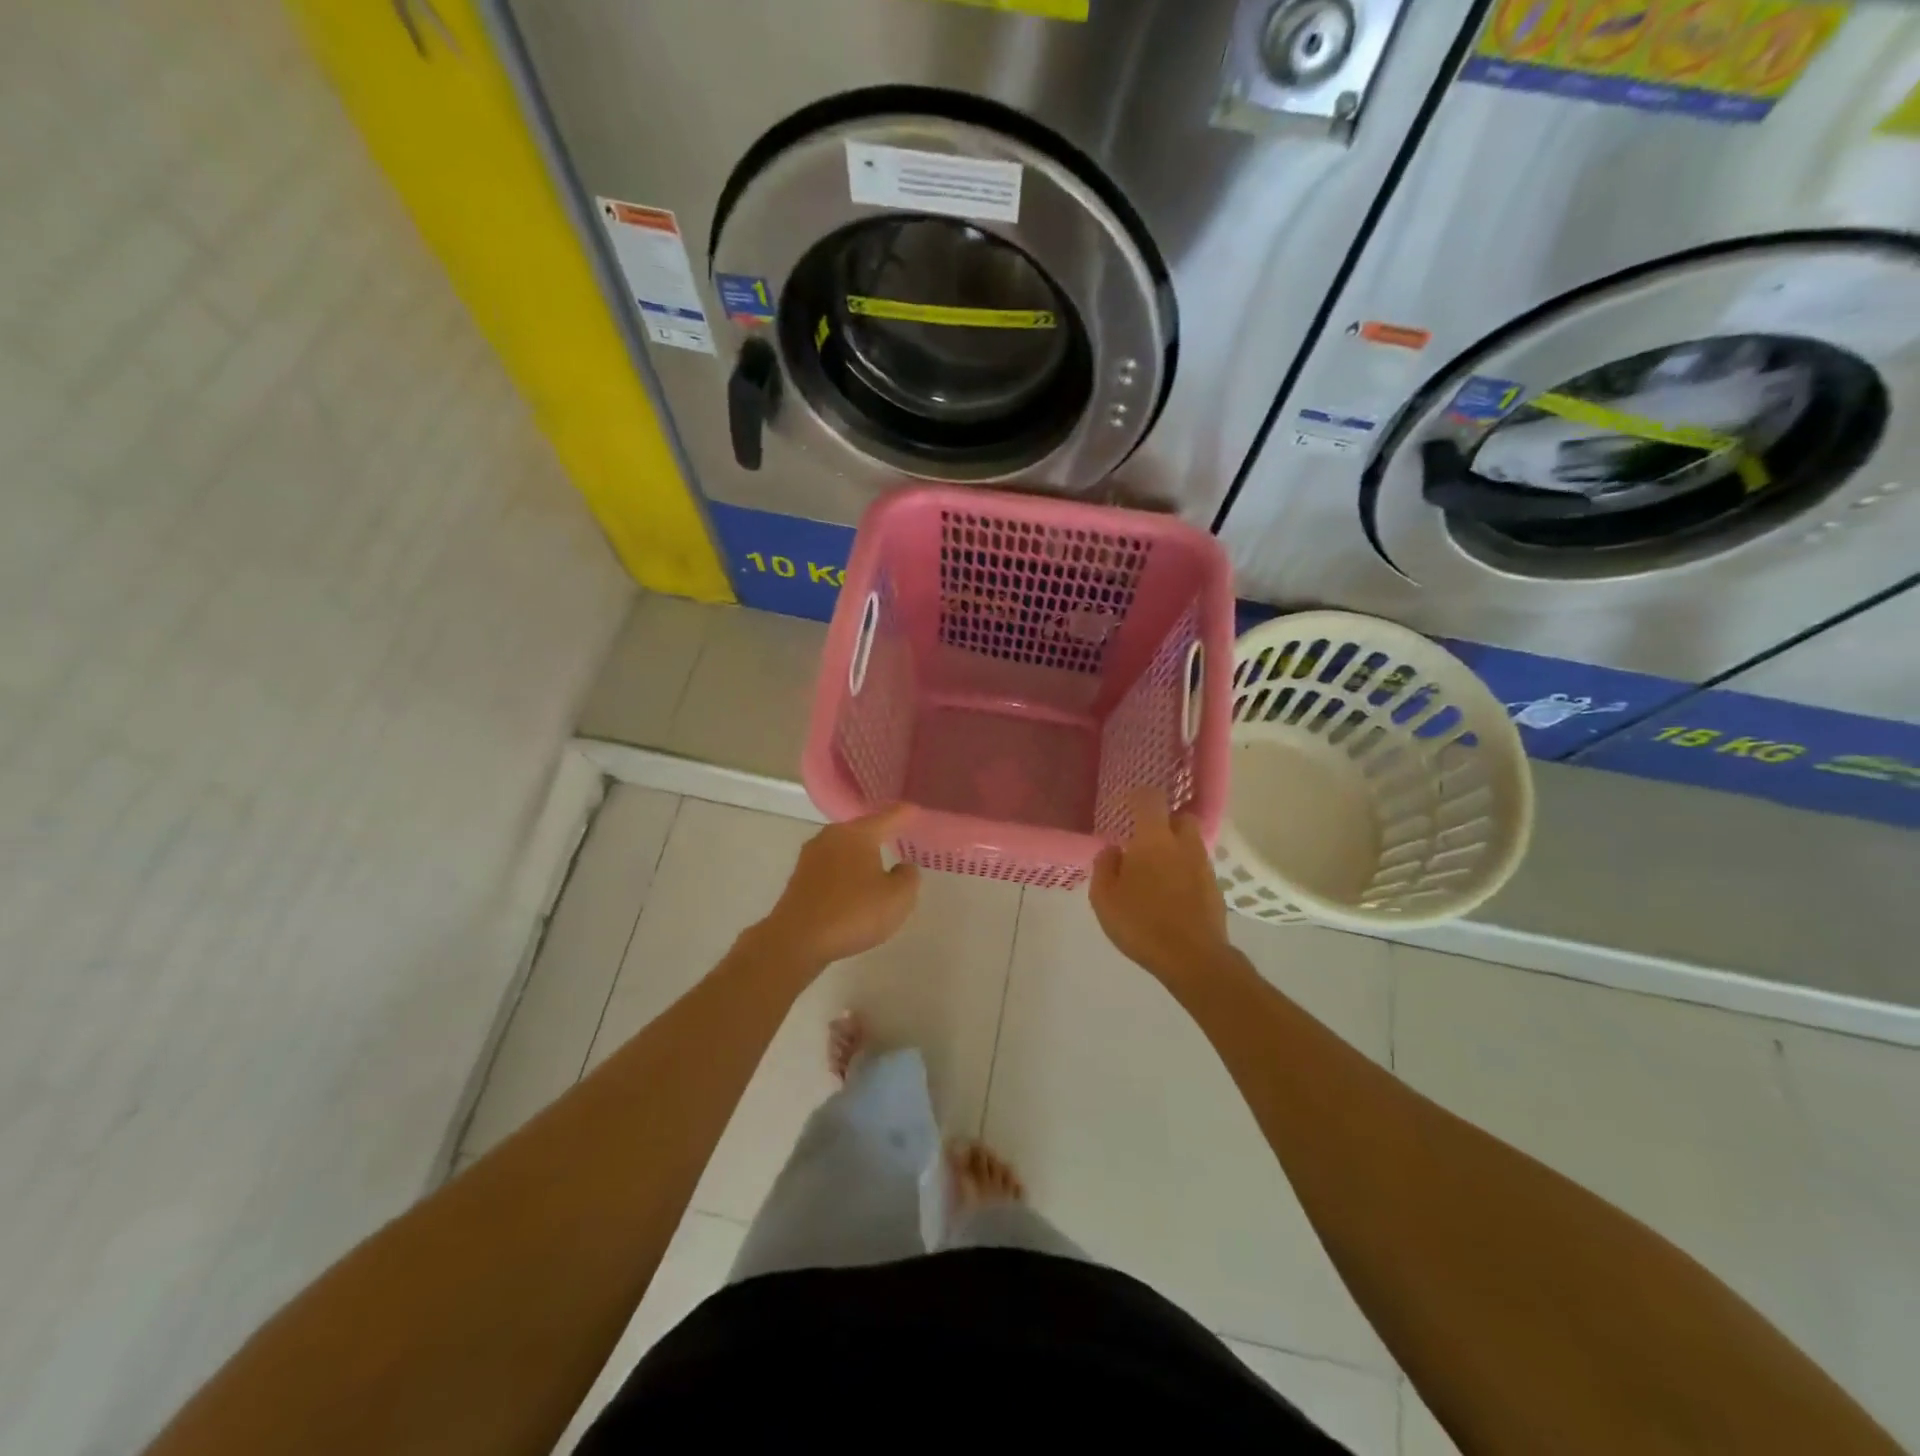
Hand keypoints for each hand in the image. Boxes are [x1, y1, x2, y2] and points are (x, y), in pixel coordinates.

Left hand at [759, 805, 920, 968]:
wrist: (795, 940)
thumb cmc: (853, 913)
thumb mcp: (897, 899)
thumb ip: (908, 877)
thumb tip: (902, 866)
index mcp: (858, 833)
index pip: (889, 816)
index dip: (907, 814)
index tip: (917, 811)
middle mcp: (832, 836)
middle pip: (864, 829)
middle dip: (882, 833)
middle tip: (901, 839)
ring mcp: (812, 855)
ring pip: (845, 848)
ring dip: (861, 855)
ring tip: (878, 864)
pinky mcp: (799, 877)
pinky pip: (832, 867)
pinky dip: (845, 872)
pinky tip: (853, 887)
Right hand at [1090, 787, 1234, 986]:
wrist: (1194, 959)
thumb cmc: (1141, 924)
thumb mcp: (1104, 898)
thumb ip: (1104, 867)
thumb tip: (1113, 850)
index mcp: (1154, 839)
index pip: (1150, 799)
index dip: (1137, 797)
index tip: (1124, 806)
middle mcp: (1183, 845)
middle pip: (1180, 817)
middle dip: (1165, 821)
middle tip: (1145, 840)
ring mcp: (1204, 867)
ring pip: (1190, 844)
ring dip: (1175, 849)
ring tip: (1156, 873)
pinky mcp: (1216, 889)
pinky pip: (1197, 868)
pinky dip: (1185, 872)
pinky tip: (1171, 894)